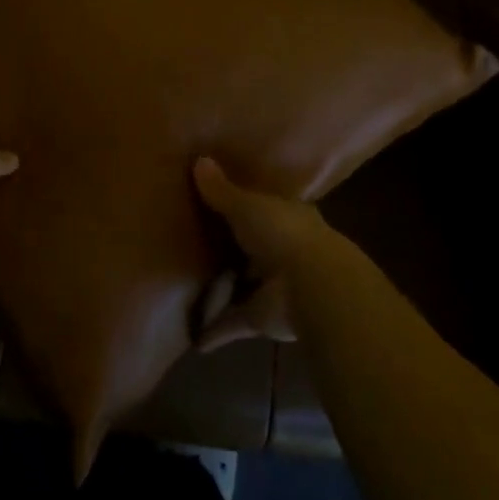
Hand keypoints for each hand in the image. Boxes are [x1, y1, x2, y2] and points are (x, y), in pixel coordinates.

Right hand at [192, 157, 330, 351]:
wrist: (311, 286)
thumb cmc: (282, 233)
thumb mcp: (247, 205)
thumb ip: (222, 190)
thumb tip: (199, 159)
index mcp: (287, 216)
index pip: (267, 207)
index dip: (249, 203)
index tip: (223, 199)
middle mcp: (283, 250)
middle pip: (253, 247)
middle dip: (232, 247)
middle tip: (195, 241)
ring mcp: (273, 286)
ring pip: (244, 285)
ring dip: (224, 289)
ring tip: (188, 285)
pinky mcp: (262, 318)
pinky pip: (233, 323)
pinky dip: (216, 331)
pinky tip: (193, 340)